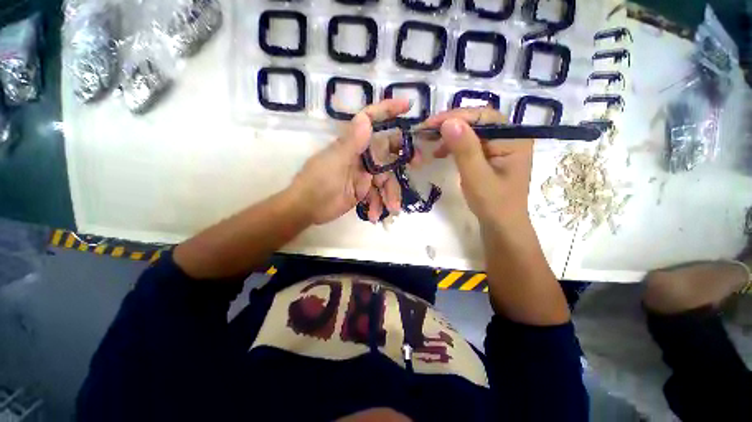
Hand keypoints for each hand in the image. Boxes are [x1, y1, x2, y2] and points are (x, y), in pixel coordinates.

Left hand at [290, 99, 410, 224]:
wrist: (307, 209)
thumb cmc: (317, 182)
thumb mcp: (334, 163)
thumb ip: (351, 143)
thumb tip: (366, 118)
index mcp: (353, 145)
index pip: (371, 121)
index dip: (388, 111)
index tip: (408, 106)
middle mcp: (361, 157)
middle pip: (387, 152)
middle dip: (402, 157)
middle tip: (417, 163)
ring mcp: (363, 175)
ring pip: (386, 180)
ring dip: (390, 194)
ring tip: (392, 209)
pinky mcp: (363, 191)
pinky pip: (378, 196)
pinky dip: (379, 205)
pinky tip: (375, 216)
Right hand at [420, 107, 532, 226]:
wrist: (501, 226)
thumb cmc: (493, 204)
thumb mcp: (477, 176)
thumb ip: (465, 149)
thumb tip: (448, 122)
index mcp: (513, 138)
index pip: (483, 116)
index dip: (456, 116)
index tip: (430, 124)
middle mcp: (508, 137)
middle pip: (477, 121)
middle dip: (450, 124)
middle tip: (427, 131)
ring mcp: (498, 146)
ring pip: (471, 131)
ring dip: (450, 134)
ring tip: (432, 143)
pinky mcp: (488, 156)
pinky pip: (469, 143)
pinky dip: (453, 145)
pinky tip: (441, 152)